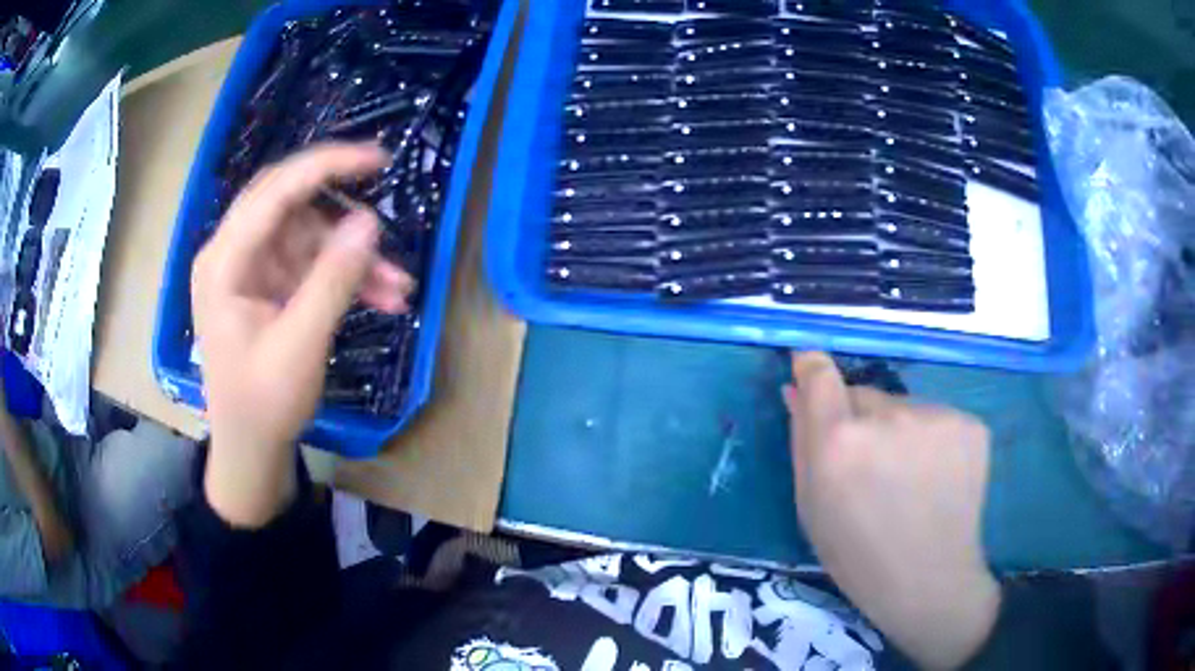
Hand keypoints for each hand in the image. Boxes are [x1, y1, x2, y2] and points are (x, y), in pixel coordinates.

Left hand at [192, 143, 412, 525]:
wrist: (249, 450)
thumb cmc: (263, 405)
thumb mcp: (300, 344)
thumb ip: (333, 280)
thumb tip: (369, 221)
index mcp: (225, 262)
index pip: (275, 192)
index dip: (327, 166)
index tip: (377, 159)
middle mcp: (233, 254)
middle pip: (290, 204)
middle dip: (340, 209)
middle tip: (383, 208)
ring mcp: (251, 269)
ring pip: (308, 238)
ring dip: (352, 258)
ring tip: (398, 288)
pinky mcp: (267, 286)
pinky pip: (310, 265)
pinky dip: (344, 277)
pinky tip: (382, 297)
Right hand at [785, 352, 999, 669]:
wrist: (928, 581)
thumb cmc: (856, 554)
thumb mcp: (811, 506)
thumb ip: (801, 441)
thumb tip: (795, 388)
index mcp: (839, 442)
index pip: (819, 373)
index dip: (813, 369)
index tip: (811, 374)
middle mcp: (889, 417)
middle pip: (865, 396)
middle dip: (860, 421)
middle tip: (871, 469)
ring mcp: (938, 417)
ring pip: (904, 409)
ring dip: (899, 432)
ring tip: (909, 480)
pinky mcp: (971, 424)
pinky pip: (938, 419)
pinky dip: (933, 441)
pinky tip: (937, 478)